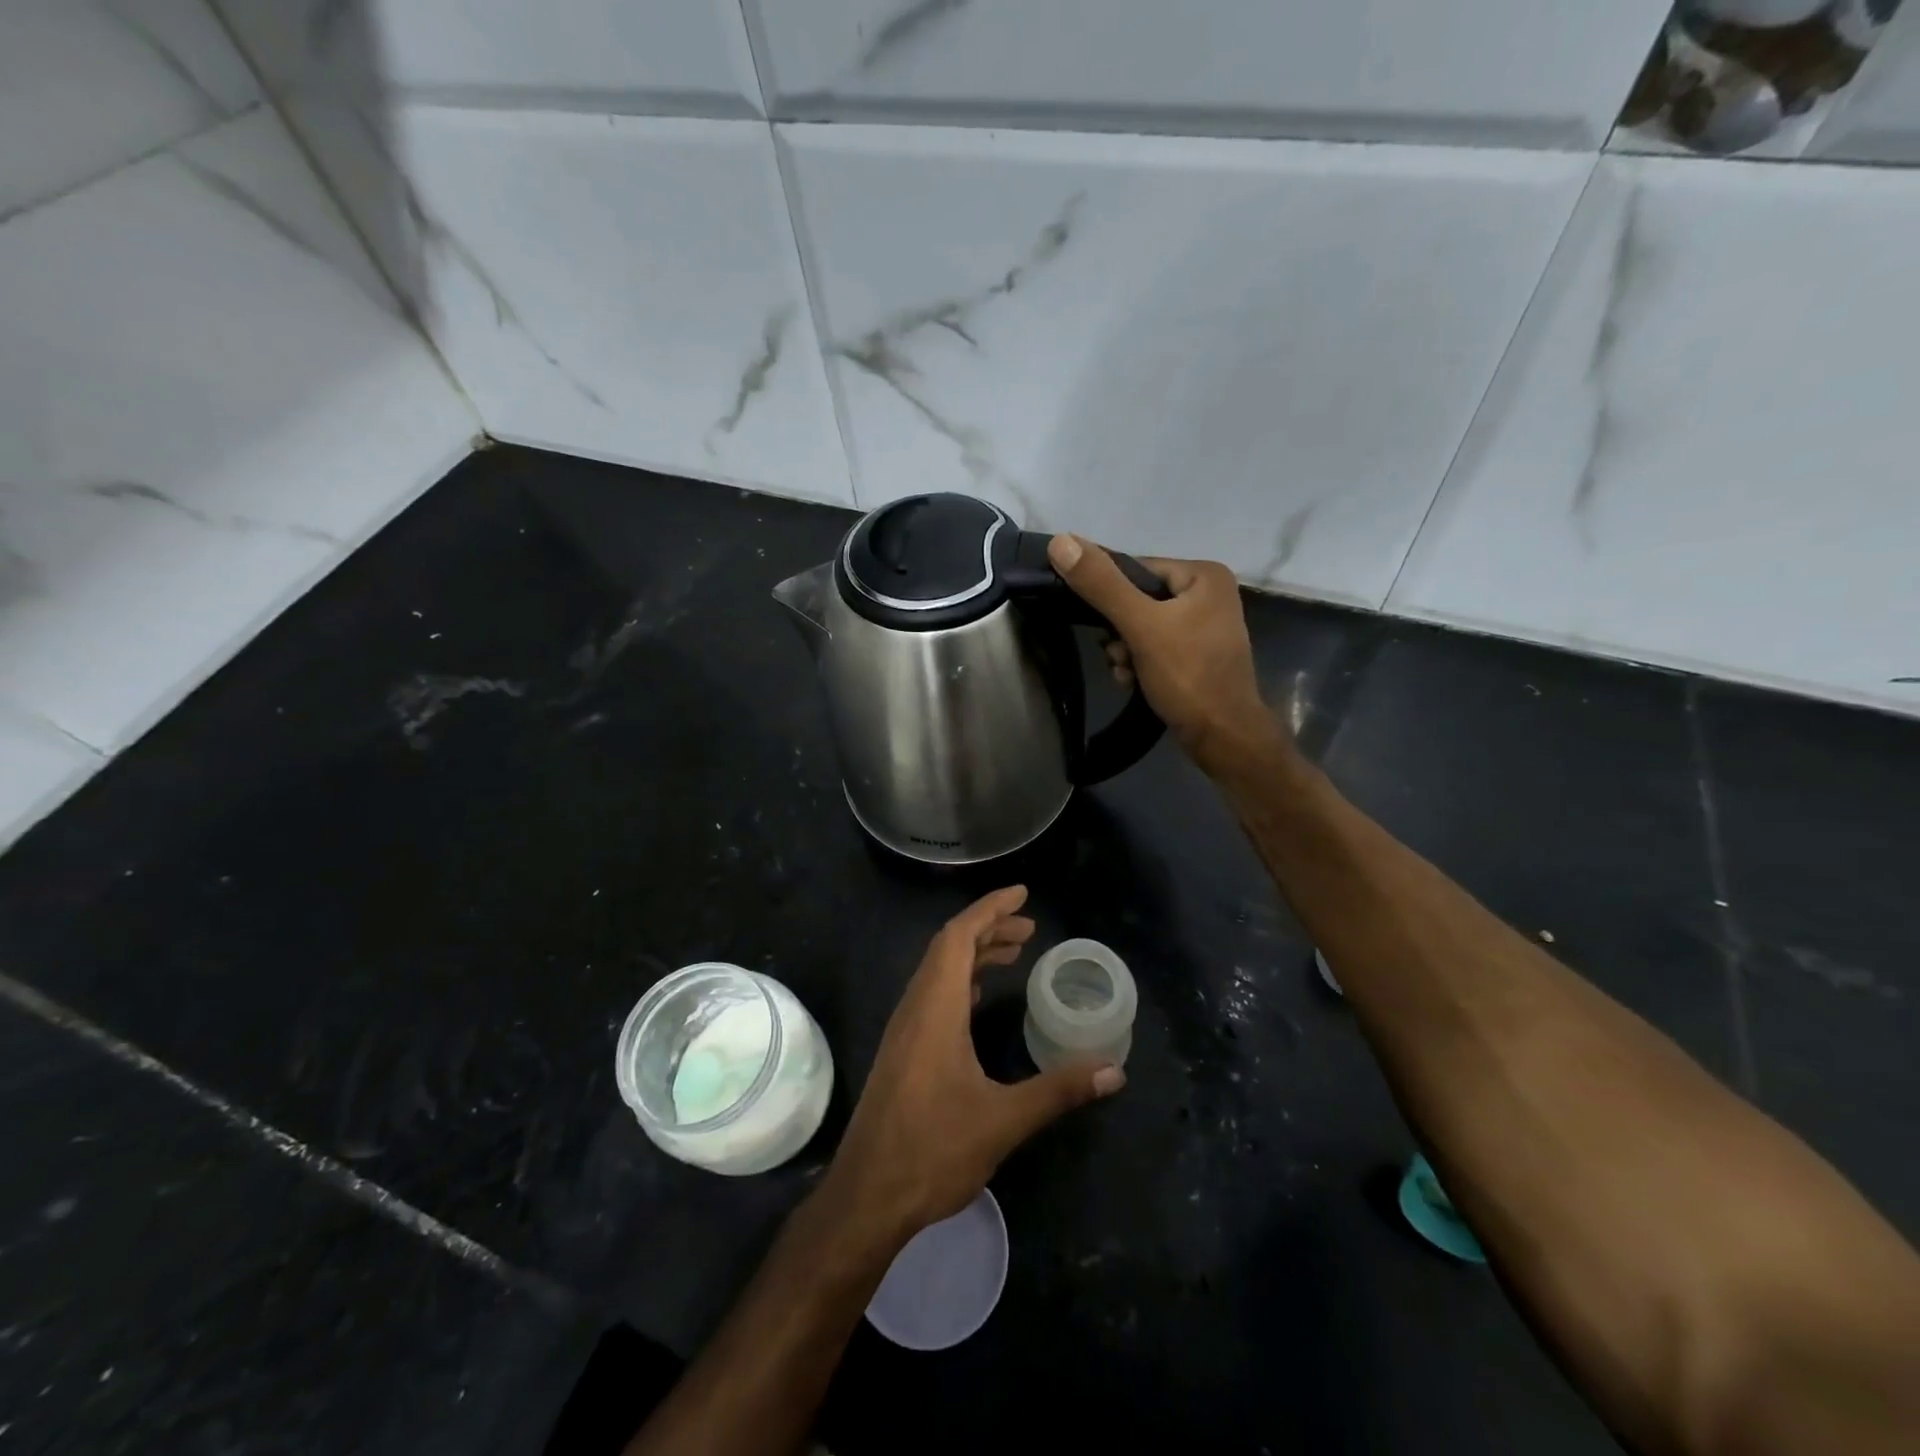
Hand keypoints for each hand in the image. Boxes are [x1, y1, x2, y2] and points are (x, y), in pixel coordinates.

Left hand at [822, 887, 1124, 1242]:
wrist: (867, 1196)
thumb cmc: (932, 1150)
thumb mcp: (1003, 1120)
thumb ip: (1059, 1090)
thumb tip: (1114, 1070)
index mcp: (934, 1008)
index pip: (958, 937)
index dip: (989, 909)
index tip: (1021, 894)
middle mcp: (915, 1008)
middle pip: (948, 948)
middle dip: (988, 928)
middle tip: (1029, 927)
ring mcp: (904, 1030)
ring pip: (938, 972)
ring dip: (974, 955)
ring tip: (1014, 953)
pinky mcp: (902, 1052)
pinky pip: (933, 995)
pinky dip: (961, 981)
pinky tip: (978, 998)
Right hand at [1047, 534, 1273, 762]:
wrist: (1222, 737)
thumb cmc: (1188, 675)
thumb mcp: (1140, 626)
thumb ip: (1101, 585)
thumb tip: (1060, 542)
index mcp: (1203, 574)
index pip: (1136, 569)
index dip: (1110, 596)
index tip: (1099, 625)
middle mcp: (1208, 593)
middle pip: (1137, 599)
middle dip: (1118, 631)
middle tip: (1119, 655)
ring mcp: (1204, 626)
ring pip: (1142, 626)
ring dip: (1124, 650)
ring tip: (1127, 672)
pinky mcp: (1196, 655)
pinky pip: (1154, 646)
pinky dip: (1139, 662)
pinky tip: (1134, 680)